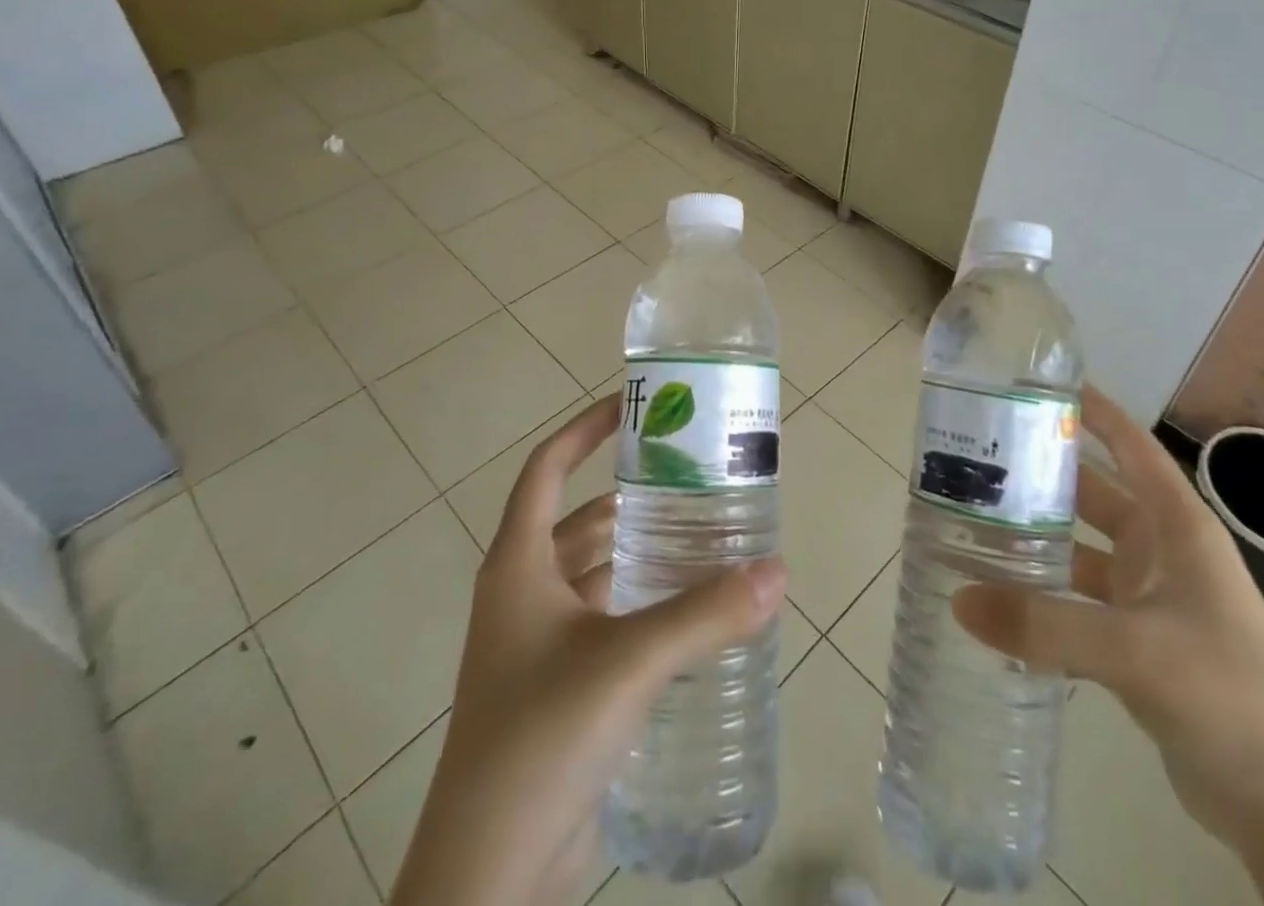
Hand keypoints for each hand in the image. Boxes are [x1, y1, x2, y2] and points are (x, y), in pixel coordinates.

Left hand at [390, 394, 786, 905]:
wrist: (486, 877)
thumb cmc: (540, 738)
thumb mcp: (627, 663)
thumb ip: (705, 616)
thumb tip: (777, 572)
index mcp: (518, 565)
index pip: (547, 469)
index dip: (585, 430)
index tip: (632, 405)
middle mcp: (523, 593)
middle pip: (579, 520)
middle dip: (631, 497)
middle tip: (692, 480)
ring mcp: (536, 644)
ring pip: (594, 574)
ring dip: (639, 554)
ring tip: (702, 538)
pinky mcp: (557, 687)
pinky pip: (603, 622)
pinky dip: (639, 605)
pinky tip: (687, 613)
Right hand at [953, 389, 1263, 839]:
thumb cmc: (1234, 696)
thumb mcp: (1137, 651)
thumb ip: (1045, 624)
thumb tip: (957, 599)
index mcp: (1176, 526)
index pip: (1130, 445)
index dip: (1091, 409)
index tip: (1035, 383)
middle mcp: (1163, 552)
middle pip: (1093, 493)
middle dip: (1042, 473)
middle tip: (975, 456)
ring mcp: (1151, 600)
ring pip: (1081, 549)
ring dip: (1036, 537)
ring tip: (970, 521)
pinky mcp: (1140, 647)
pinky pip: (1079, 602)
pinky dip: (1043, 595)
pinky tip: (998, 595)